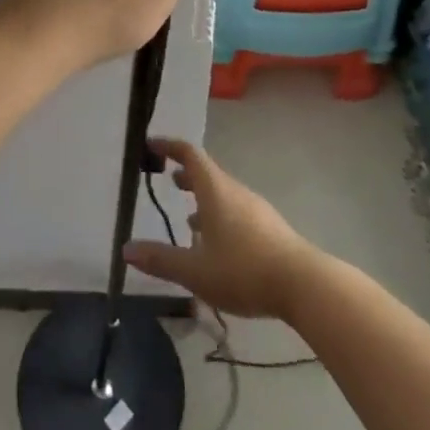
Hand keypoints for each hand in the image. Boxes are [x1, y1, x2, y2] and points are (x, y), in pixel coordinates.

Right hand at [123, 137, 318, 320]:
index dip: (169, 146)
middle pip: (208, 173)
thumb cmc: (243, 270)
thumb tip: (126, 249)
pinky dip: (220, 217)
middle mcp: (235, 192)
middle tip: (168, 180)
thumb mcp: (195, 270)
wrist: (304, 285)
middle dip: (186, 175)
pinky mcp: (270, 229)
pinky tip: (217, 246)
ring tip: (188, 219)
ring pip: (223, 194)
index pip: (190, 154)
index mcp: (215, 190)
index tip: (151, 145)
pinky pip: (237, 212)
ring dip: (204, 199)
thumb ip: (161, 259)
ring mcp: (256, 209)